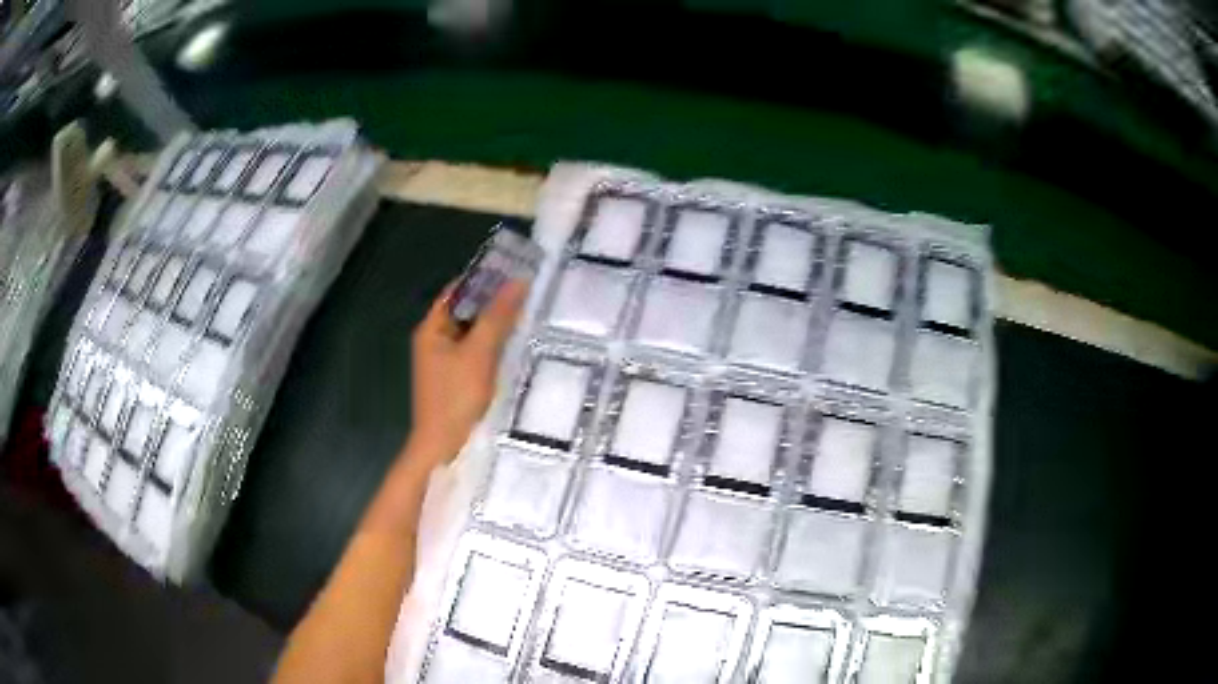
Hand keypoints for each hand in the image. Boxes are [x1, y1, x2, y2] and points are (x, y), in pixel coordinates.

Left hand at [407, 280, 528, 465]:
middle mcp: (435, 340)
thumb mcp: (479, 353)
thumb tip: (518, 281)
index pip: (457, 291)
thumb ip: (497, 317)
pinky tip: (515, 345)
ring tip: (527, 313)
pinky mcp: (456, 378)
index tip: (513, 270)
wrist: (442, 446)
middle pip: (465, 311)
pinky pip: (476, 352)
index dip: (483, 278)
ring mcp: (444, 360)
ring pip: (472, 332)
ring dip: (495, 324)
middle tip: (527, 292)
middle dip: (493, 301)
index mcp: (432, 328)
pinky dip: (493, 345)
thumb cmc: (456, 396)